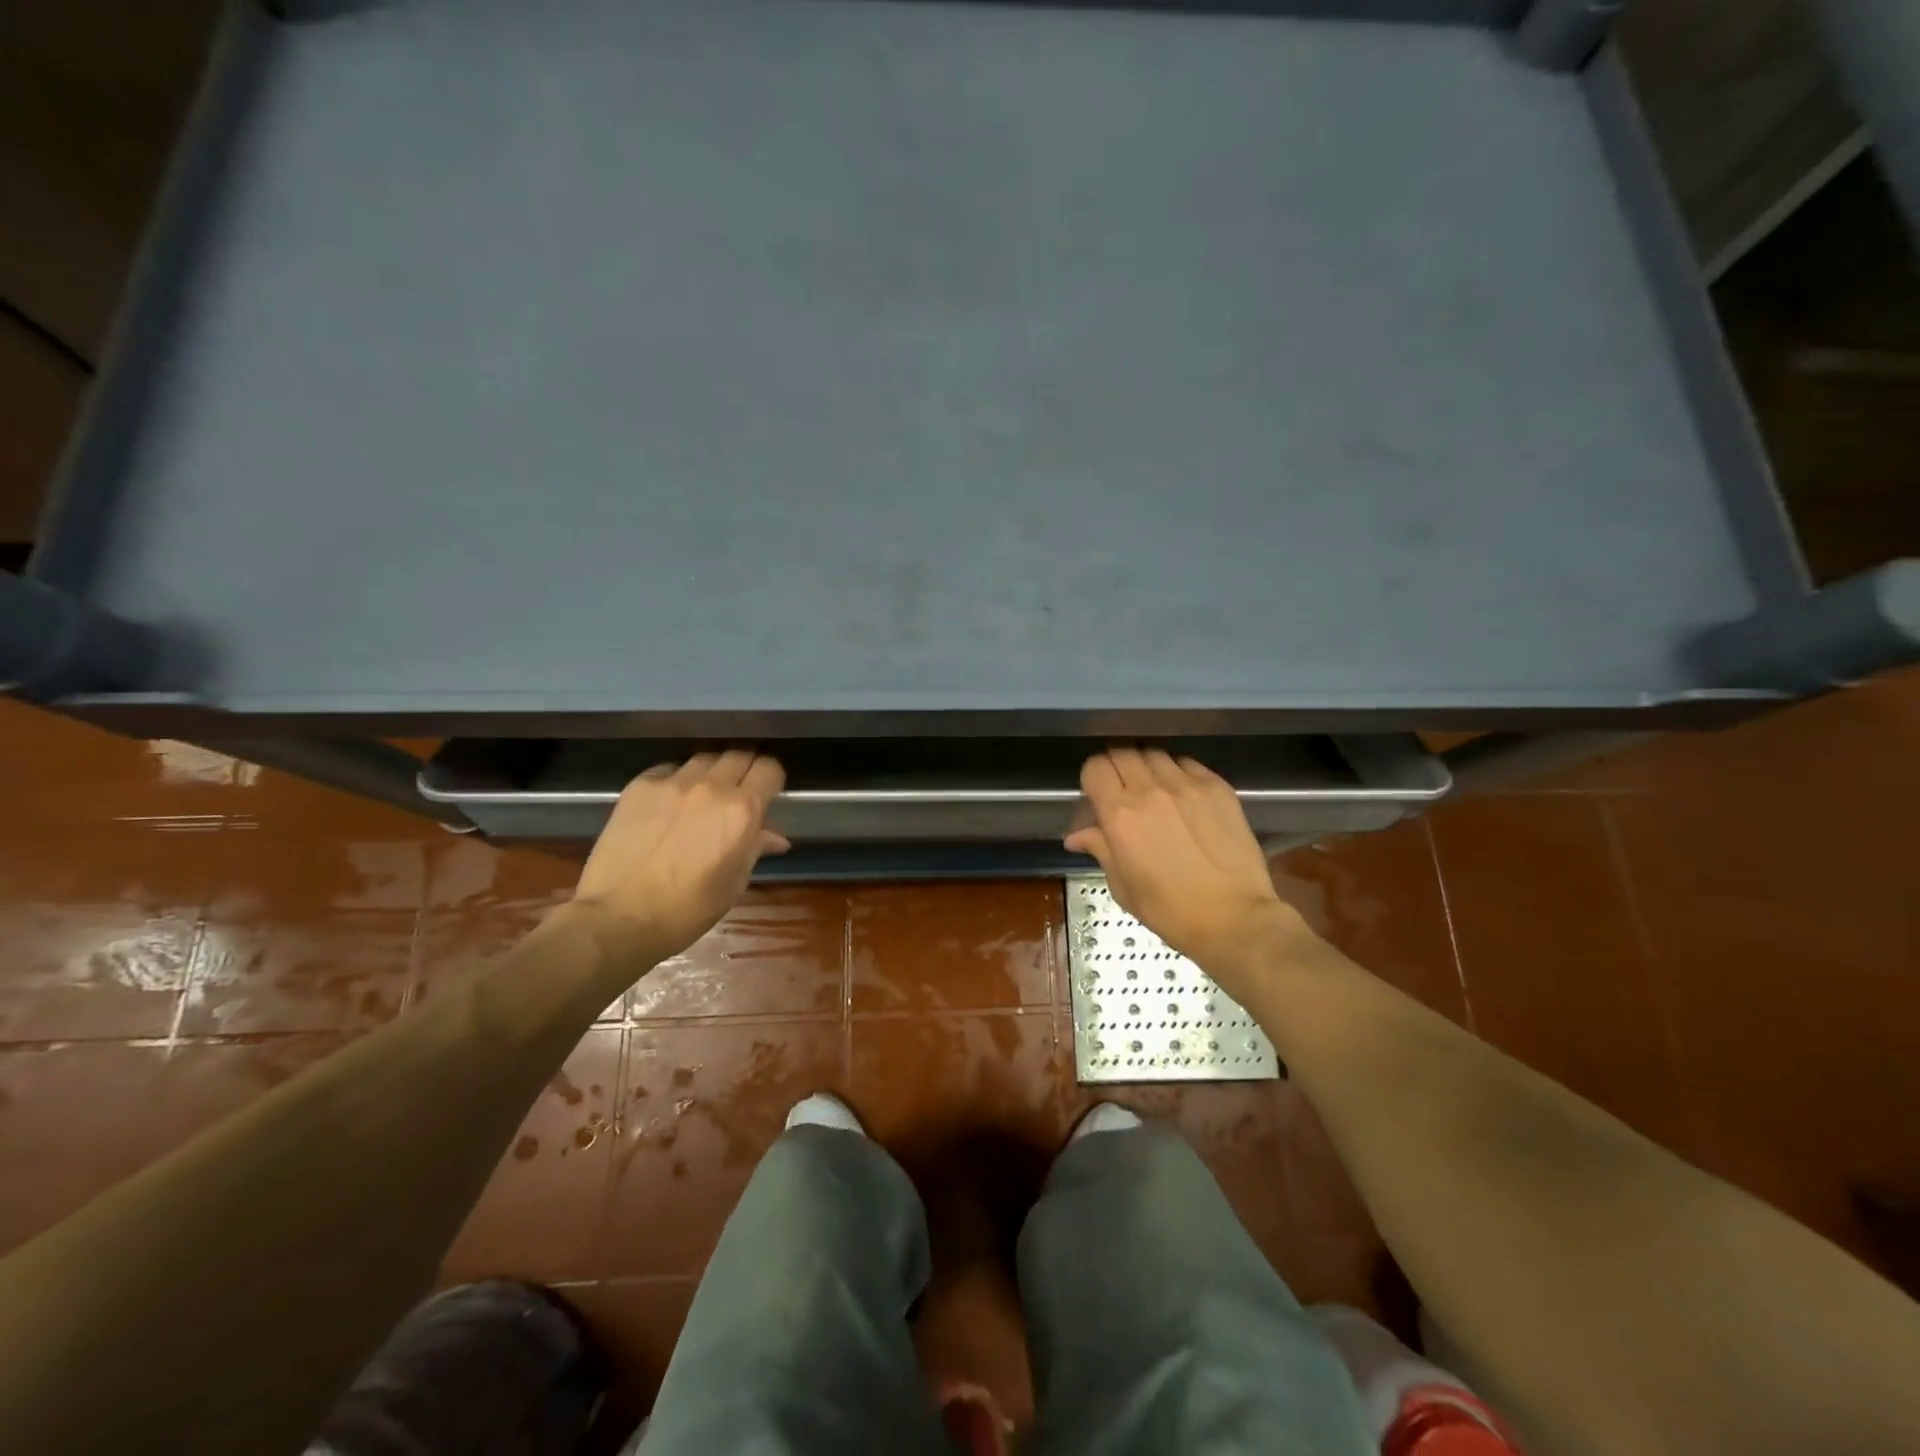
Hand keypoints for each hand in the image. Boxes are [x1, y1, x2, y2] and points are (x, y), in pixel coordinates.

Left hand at [570, 751, 788, 962]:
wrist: (618, 918)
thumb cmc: (687, 910)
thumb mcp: (733, 883)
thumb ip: (755, 848)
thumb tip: (774, 837)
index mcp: (742, 811)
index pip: (769, 769)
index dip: (772, 779)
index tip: (767, 792)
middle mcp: (711, 787)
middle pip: (739, 754)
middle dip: (745, 769)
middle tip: (740, 790)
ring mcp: (672, 782)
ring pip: (705, 758)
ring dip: (712, 772)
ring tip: (704, 794)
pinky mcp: (640, 786)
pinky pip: (669, 769)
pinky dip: (677, 780)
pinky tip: (670, 802)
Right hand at [1064, 749, 1314, 983]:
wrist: (1234, 918)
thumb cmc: (1170, 910)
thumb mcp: (1123, 886)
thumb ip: (1099, 848)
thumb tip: (1075, 835)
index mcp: (1120, 815)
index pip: (1095, 768)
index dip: (1092, 777)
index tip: (1097, 793)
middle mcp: (1151, 790)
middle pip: (1122, 752)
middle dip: (1116, 766)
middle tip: (1121, 787)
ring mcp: (1187, 785)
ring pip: (1154, 753)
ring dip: (1146, 766)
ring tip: (1152, 787)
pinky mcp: (1217, 787)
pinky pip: (1187, 763)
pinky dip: (1177, 771)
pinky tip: (1181, 792)